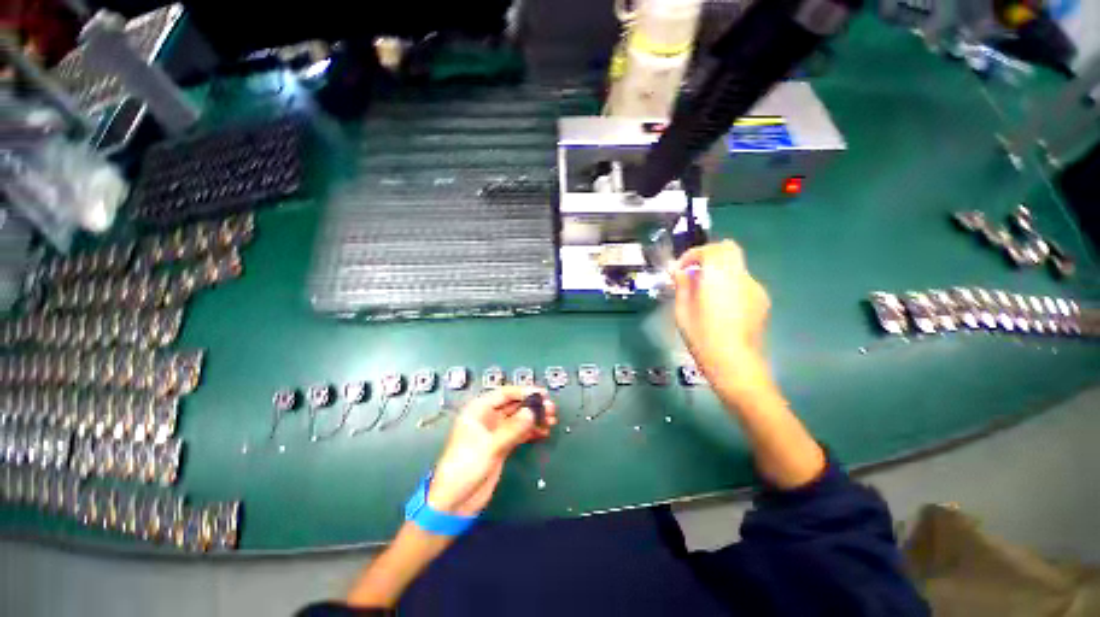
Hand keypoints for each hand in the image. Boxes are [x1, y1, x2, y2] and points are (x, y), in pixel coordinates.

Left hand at [427, 387, 556, 516]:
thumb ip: (512, 428)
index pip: (504, 394)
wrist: (455, 502)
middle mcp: (487, 417)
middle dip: (532, 405)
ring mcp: (495, 432)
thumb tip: (532, 412)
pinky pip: (519, 432)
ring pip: (518, 419)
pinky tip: (543, 432)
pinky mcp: (501, 445)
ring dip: (534, 418)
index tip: (542, 394)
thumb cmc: (465, 467)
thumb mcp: (490, 446)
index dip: (524, 391)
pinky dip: (531, 431)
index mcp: (478, 410)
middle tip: (551, 408)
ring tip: (551, 420)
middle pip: (514, 405)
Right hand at [671, 241, 771, 388]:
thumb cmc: (702, 337)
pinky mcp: (762, 300)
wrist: (734, 362)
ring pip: (736, 266)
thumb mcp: (682, 311)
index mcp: (719, 277)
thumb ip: (682, 286)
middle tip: (694, 272)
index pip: (710, 249)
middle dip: (708, 255)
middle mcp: (740, 276)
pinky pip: (743, 281)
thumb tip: (680, 272)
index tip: (681, 269)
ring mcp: (755, 288)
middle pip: (728, 249)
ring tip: (705, 291)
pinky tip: (721, 304)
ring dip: (719, 270)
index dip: (693, 255)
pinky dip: (729, 283)